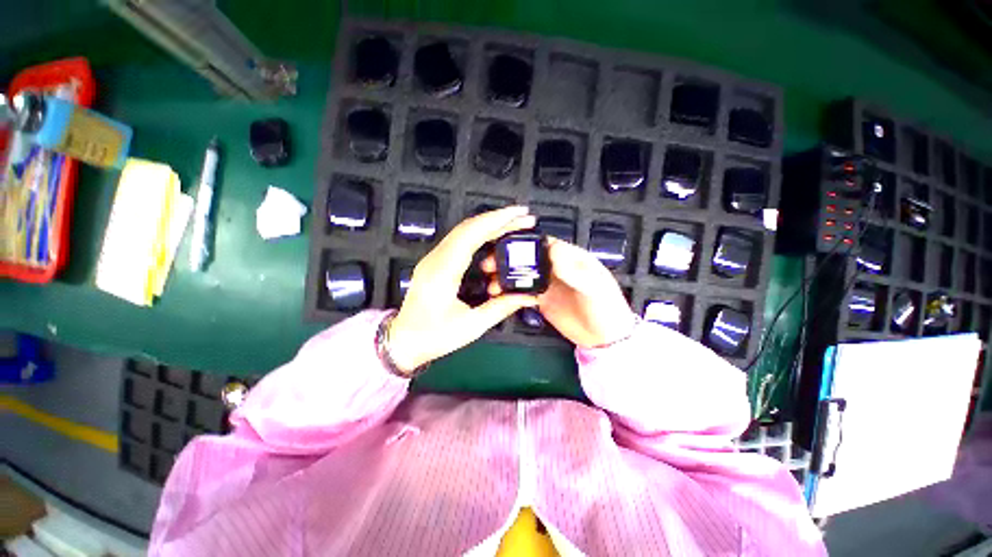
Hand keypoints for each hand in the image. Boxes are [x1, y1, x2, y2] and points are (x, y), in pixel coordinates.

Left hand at [387, 206, 538, 372]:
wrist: (403, 341)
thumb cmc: (434, 336)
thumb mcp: (472, 326)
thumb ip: (502, 307)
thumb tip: (529, 295)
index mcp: (443, 271)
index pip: (471, 234)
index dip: (497, 220)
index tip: (520, 214)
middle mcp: (436, 258)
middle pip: (469, 227)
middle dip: (499, 219)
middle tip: (525, 218)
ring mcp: (434, 257)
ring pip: (464, 231)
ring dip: (490, 224)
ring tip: (514, 225)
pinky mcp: (436, 261)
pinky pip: (460, 239)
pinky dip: (480, 233)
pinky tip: (495, 237)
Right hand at [483, 237, 635, 347]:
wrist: (604, 338)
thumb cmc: (606, 307)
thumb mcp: (595, 287)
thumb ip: (574, 270)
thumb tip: (553, 250)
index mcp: (570, 257)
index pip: (545, 243)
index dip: (525, 243)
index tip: (505, 247)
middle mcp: (556, 267)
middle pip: (528, 258)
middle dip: (508, 260)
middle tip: (490, 265)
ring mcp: (547, 284)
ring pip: (522, 275)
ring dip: (506, 277)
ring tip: (492, 285)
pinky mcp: (541, 300)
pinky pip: (523, 293)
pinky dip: (511, 293)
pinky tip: (500, 296)